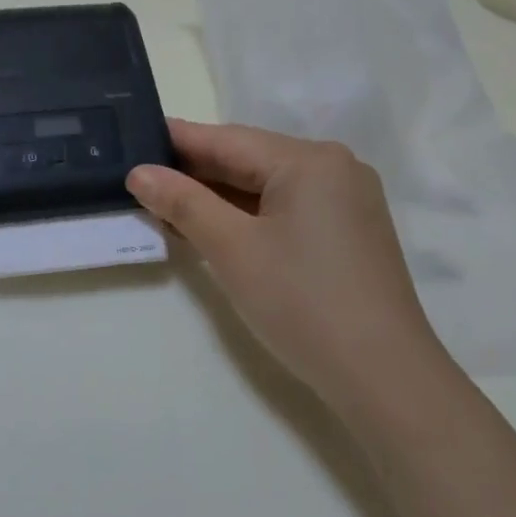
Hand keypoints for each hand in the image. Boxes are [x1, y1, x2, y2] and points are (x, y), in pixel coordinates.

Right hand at [127, 120, 448, 399]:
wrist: (384, 379)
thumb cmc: (302, 303)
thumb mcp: (232, 249)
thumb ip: (183, 203)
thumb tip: (139, 173)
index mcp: (309, 160)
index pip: (227, 140)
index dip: (176, 141)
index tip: (131, 137)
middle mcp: (333, 168)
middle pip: (247, 160)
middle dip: (193, 172)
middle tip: (137, 176)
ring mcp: (344, 201)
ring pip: (264, 187)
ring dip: (216, 197)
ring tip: (161, 203)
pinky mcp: (346, 232)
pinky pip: (283, 209)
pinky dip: (244, 216)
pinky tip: (208, 225)